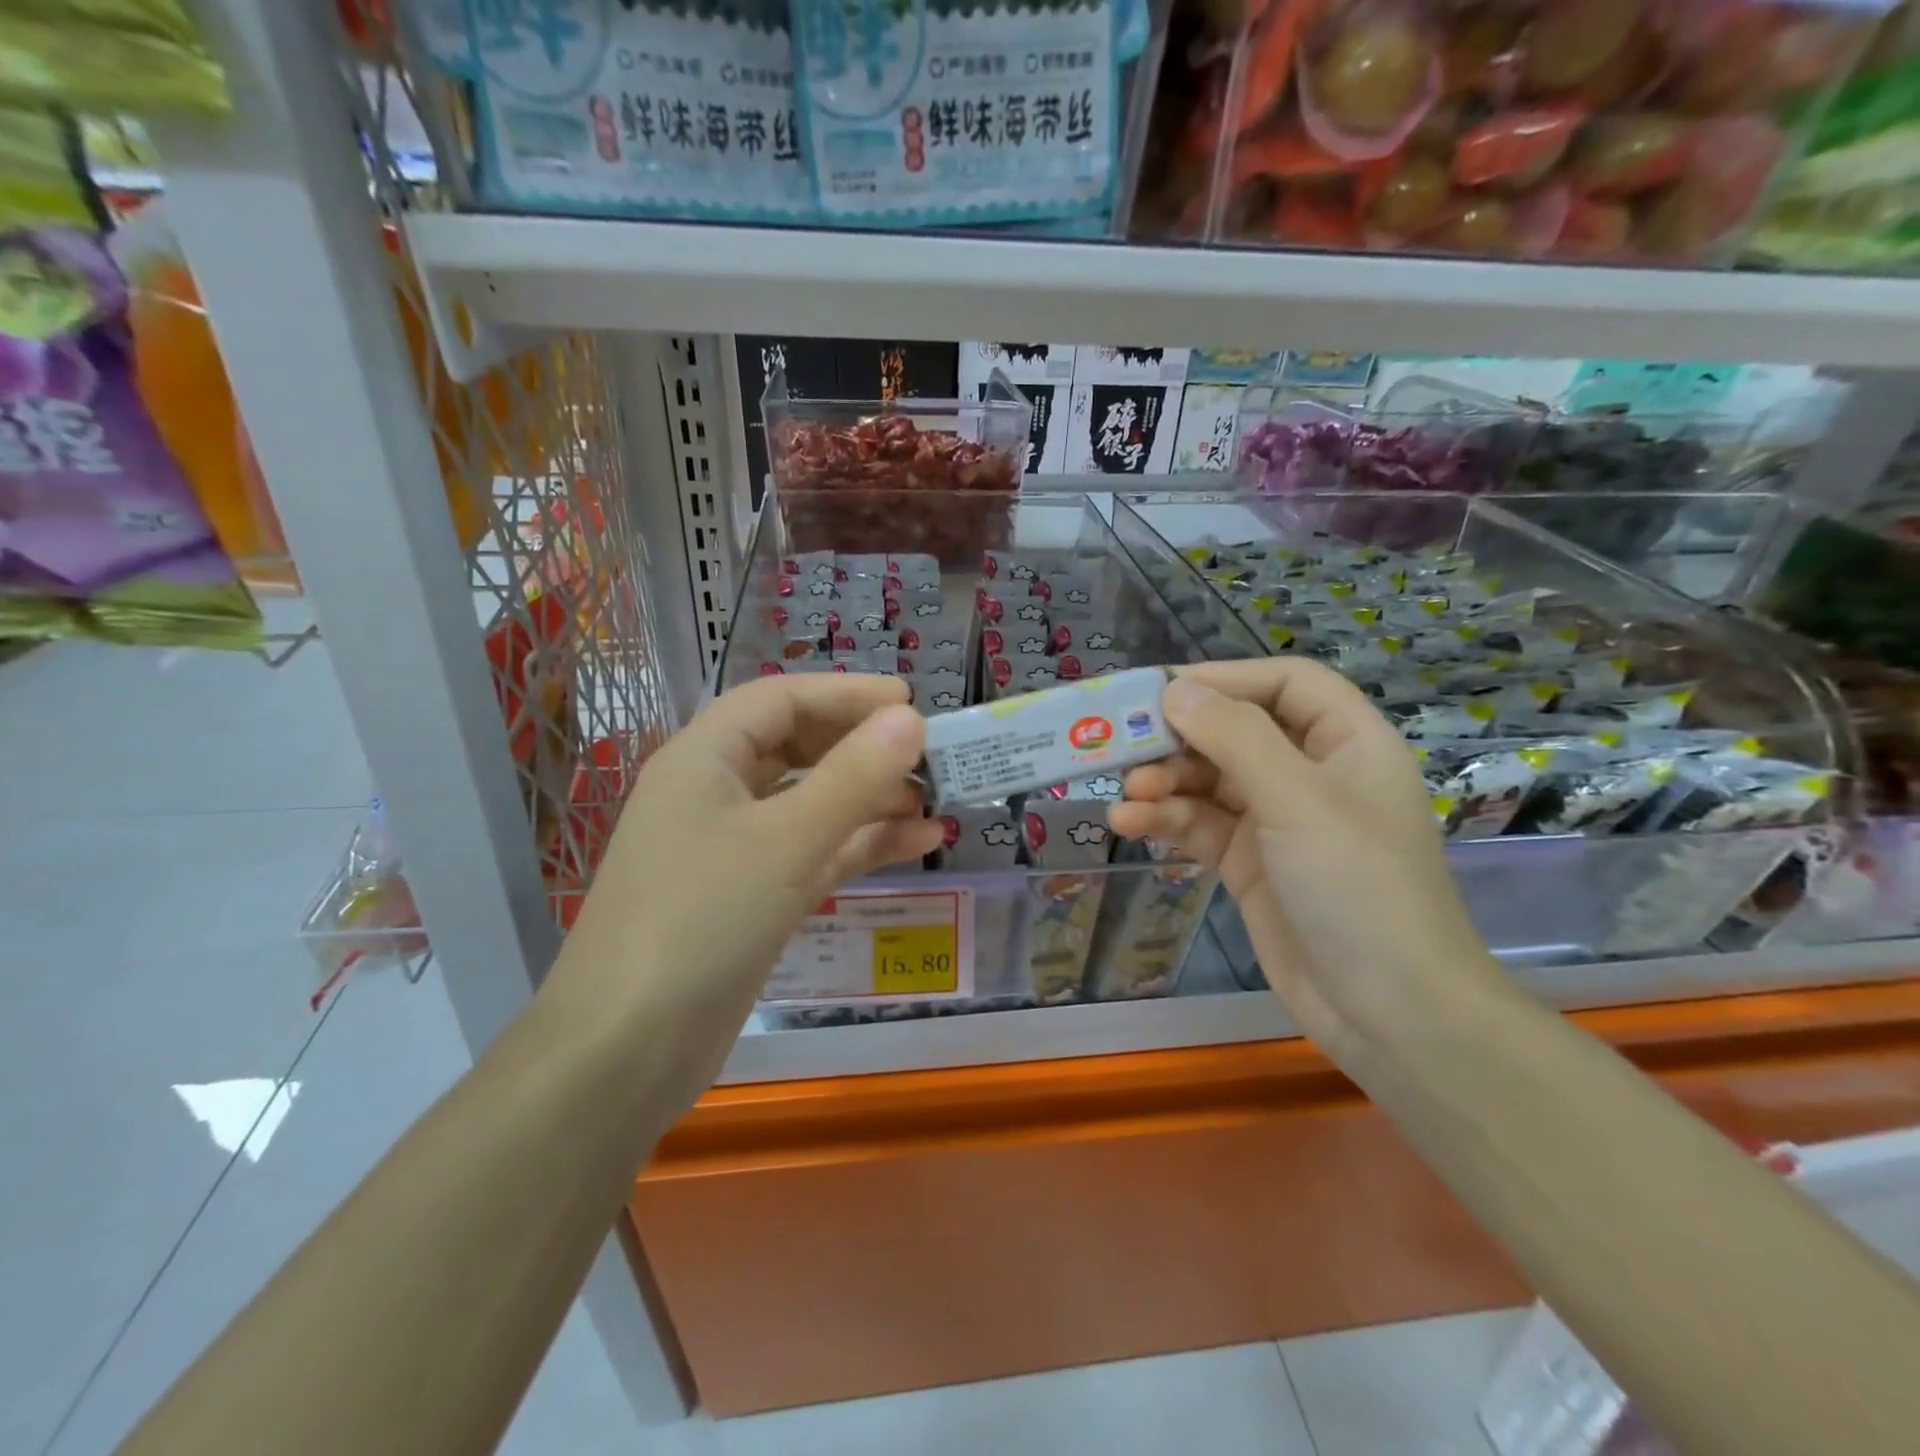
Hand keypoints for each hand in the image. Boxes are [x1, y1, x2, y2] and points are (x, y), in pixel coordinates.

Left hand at [553, 674, 941, 1100]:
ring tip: (935, 800)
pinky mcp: (752, 898)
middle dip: (862, 748)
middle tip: (928, 754)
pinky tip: (918, 843)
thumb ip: (853, 777)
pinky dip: (861, 845)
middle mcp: (716, 794)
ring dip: (870, 798)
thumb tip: (911, 719)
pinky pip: (814, 853)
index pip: (781, 700)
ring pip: (811, 803)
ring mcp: (734, 850)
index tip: (911, 702)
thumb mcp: (785, 842)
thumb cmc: (700, 922)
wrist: (624, 1053)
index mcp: (704, 759)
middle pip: (797, 748)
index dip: (846, 694)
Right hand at [1110, 660, 1506, 1066]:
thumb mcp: (1298, 801)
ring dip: (1165, 782)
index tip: (1163, 689)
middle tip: (1123, 744)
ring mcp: (1277, 822)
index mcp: (1347, 744)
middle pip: (1236, 731)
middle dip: (1181, 737)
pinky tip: (1129, 822)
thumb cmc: (1358, 888)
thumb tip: (1176, 690)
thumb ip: (1235, 738)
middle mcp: (1311, 775)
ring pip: (1210, 781)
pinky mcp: (1249, 864)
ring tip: (1126, 793)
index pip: (1286, 684)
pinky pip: (1200, 825)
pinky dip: (1165, 819)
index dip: (1227, 678)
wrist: (1390, 1015)